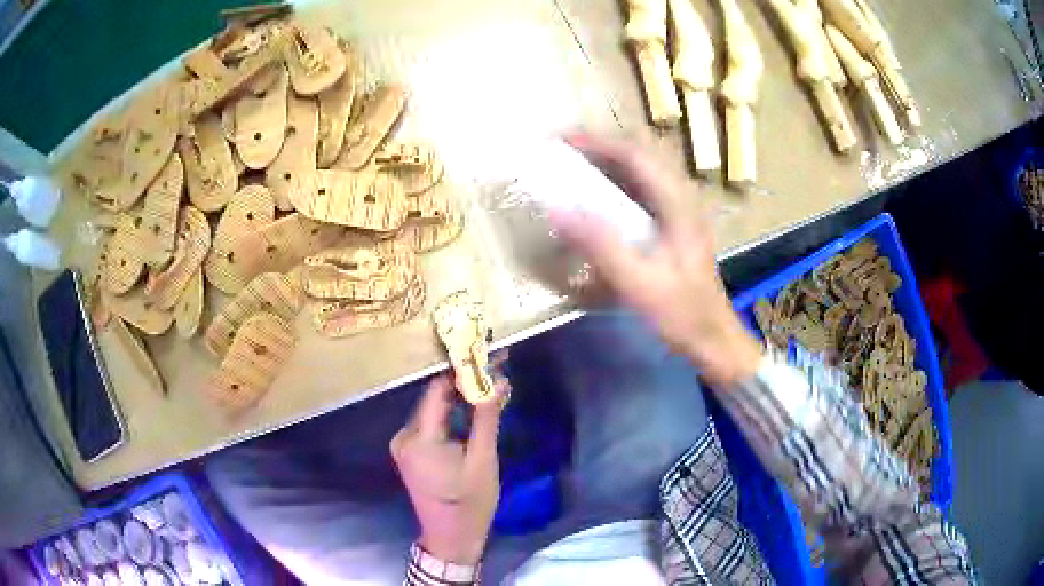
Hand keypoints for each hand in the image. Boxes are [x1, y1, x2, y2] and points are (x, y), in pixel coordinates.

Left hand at [390, 373, 508, 564]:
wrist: (451, 538)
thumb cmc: (470, 503)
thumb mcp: (483, 460)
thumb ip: (486, 418)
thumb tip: (498, 380)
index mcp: (418, 438)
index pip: (437, 390)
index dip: (462, 370)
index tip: (488, 356)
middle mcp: (404, 435)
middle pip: (434, 398)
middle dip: (464, 383)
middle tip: (496, 370)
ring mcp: (404, 444)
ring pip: (434, 410)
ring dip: (460, 400)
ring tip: (490, 388)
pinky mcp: (411, 451)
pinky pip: (432, 424)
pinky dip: (453, 416)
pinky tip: (474, 412)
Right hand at [552, 135, 761, 387]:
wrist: (712, 339)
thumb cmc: (680, 313)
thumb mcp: (638, 283)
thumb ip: (599, 245)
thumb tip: (555, 208)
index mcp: (678, 204)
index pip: (635, 155)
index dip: (597, 141)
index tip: (560, 140)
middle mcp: (681, 198)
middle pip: (639, 156)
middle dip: (599, 148)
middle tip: (562, 154)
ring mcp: (680, 211)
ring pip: (641, 173)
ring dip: (607, 164)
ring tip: (572, 169)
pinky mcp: (674, 226)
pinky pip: (642, 193)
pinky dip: (616, 187)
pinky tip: (597, 201)